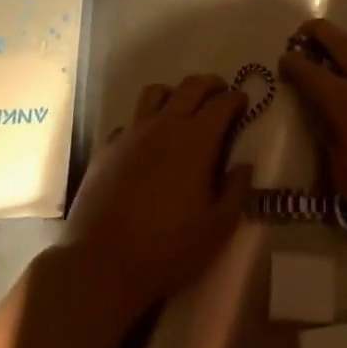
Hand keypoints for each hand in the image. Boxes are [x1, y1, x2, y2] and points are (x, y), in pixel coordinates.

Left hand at [61, 73, 252, 324]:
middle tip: (220, 92)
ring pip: (155, 93)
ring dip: (175, 93)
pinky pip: (129, 122)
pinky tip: (146, 143)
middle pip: (190, 86)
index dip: (236, 99)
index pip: (222, 104)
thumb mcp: (217, 228)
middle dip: (210, 84)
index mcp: (196, 141)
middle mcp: (164, 126)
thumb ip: (236, 191)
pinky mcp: (107, 148)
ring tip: (182, 108)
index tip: (243, 102)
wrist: (102, 263)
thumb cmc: (169, 248)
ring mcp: (131, 133)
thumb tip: (244, 166)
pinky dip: (143, 123)